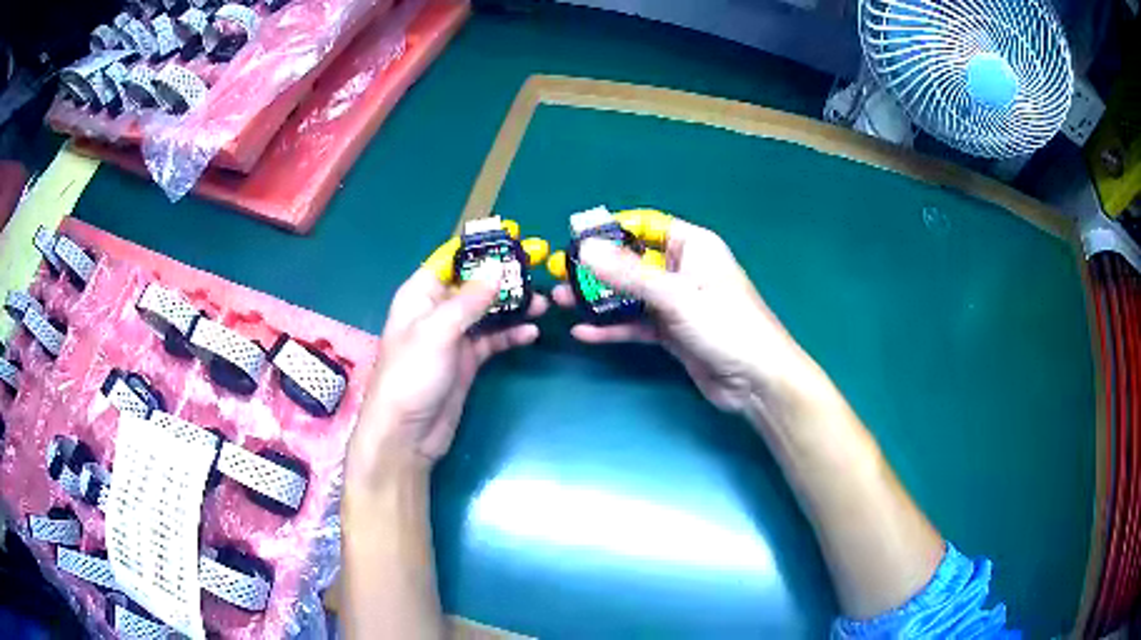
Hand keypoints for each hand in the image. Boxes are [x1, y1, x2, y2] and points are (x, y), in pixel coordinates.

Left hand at [349, 263, 547, 483]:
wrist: (407, 435)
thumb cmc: (412, 376)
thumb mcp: (438, 332)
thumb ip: (469, 300)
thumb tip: (498, 268)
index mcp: (420, 295)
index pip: (451, 259)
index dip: (480, 247)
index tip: (513, 236)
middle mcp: (437, 311)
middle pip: (474, 283)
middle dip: (504, 276)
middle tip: (539, 268)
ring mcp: (453, 337)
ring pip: (487, 311)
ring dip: (513, 306)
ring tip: (543, 304)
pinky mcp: (467, 360)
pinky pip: (493, 340)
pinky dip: (511, 334)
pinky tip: (532, 332)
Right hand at [553, 215, 822, 418]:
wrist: (756, 381)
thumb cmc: (725, 326)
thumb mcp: (676, 296)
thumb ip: (629, 274)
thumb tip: (584, 248)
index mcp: (693, 246)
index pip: (645, 226)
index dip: (611, 230)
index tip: (575, 238)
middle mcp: (682, 269)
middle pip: (632, 261)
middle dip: (596, 269)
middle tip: (558, 275)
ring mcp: (676, 302)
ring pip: (630, 294)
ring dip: (597, 300)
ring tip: (558, 301)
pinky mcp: (671, 331)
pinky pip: (636, 323)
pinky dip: (612, 327)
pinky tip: (584, 333)